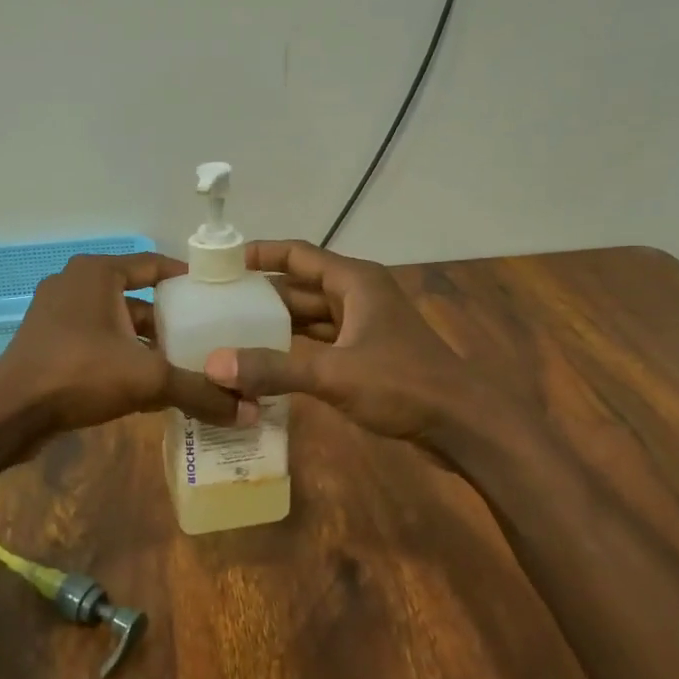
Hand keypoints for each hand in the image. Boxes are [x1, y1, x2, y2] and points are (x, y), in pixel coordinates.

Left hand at [0, 252, 242, 441]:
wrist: (8, 413)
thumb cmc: (78, 374)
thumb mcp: (147, 379)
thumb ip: (199, 391)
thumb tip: (251, 411)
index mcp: (97, 273)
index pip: (154, 265)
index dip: (188, 281)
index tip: (218, 298)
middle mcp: (75, 284)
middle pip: (137, 298)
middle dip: (171, 321)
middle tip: (207, 339)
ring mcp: (57, 314)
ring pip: (117, 324)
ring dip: (147, 344)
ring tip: (184, 366)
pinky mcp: (47, 343)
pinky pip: (97, 343)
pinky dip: (122, 358)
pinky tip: (147, 387)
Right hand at [202, 241, 475, 448]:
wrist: (462, 424)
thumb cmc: (404, 384)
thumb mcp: (335, 373)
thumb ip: (274, 368)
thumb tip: (215, 365)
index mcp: (355, 282)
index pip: (298, 254)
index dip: (260, 254)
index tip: (221, 262)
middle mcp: (358, 296)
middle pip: (300, 287)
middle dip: (261, 294)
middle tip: (215, 303)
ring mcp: (363, 326)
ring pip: (310, 317)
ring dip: (276, 324)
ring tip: (230, 331)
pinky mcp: (366, 355)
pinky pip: (320, 342)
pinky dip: (294, 349)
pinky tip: (265, 362)